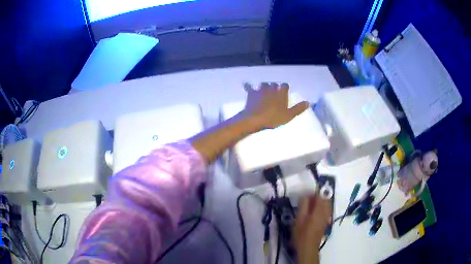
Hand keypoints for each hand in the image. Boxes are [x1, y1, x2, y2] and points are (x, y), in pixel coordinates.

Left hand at [242, 83, 309, 129]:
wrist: (256, 119)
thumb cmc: (274, 118)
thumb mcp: (289, 115)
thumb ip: (298, 108)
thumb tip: (308, 102)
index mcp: (281, 92)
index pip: (285, 85)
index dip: (285, 88)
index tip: (284, 92)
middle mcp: (272, 88)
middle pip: (274, 84)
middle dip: (275, 87)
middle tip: (274, 94)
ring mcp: (261, 89)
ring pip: (264, 84)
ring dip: (264, 86)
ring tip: (264, 92)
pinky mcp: (251, 93)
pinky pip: (249, 86)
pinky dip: (248, 86)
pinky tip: (247, 85)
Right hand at [294, 195, 332, 263]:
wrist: (308, 248)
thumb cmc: (301, 234)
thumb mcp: (299, 219)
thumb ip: (303, 206)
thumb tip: (305, 195)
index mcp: (319, 211)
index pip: (320, 196)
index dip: (313, 193)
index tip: (305, 194)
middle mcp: (326, 213)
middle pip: (326, 199)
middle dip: (318, 197)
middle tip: (307, 200)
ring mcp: (327, 218)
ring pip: (327, 205)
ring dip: (320, 202)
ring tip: (310, 206)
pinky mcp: (326, 222)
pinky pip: (327, 211)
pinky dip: (322, 208)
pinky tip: (314, 213)